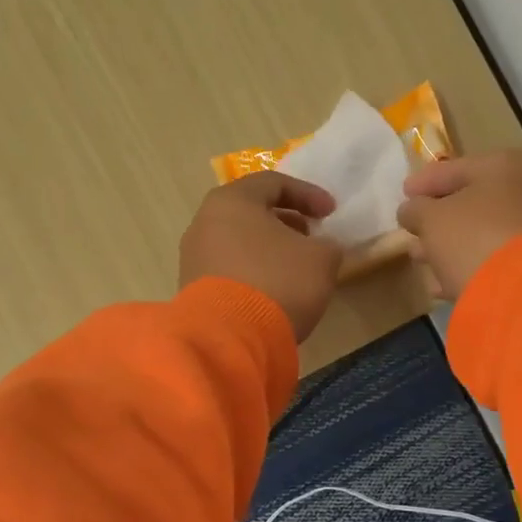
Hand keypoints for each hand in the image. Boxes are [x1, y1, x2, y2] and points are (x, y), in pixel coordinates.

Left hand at [180, 172, 343, 340]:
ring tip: (294, 267)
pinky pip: (228, 268)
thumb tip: (320, 248)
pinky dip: (252, 271)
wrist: (229, 339)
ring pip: (238, 241)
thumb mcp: (321, 259)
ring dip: (268, 248)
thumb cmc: (278, 282)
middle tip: (310, 237)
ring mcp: (193, 257)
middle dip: (285, 221)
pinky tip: (272, 291)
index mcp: (232, 200)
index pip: (273, 183)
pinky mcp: (191, 289)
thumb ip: (327, 245)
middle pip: (250, 211)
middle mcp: (204, 222)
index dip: (308, 194)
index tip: (330, 213)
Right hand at [397, 150, 521, 301]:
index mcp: (512, 165)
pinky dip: (472, 265)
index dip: (426, 181)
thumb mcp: (432, 218)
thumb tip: (412, 210)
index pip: (460, 168)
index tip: (404, 193)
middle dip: (440, 218)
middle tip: (413, 230)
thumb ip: (417, 209)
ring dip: (452, 245)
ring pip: (487, 232)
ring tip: (423, 259)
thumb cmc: (475, 238)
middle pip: (476, 202)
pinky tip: (444, 283)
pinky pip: (499, 259)